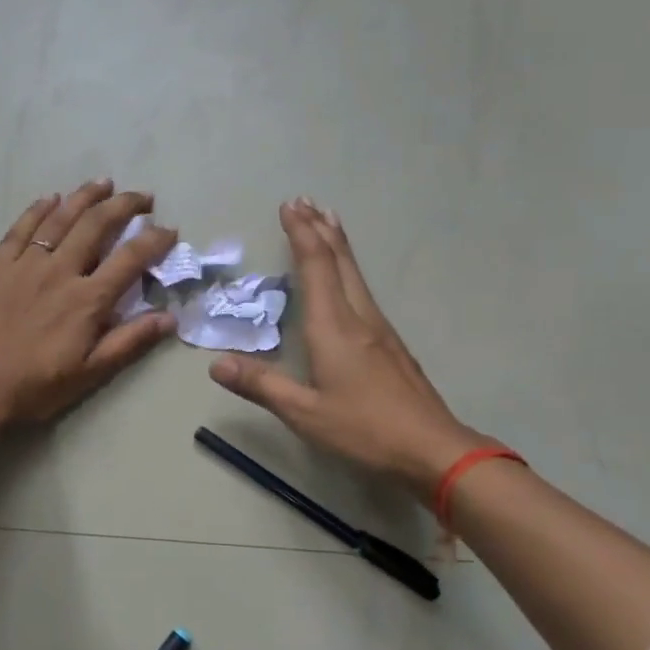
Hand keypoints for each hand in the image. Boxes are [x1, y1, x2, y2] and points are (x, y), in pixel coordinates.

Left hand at [0, 179, 178, 423]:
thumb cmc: (38, 385)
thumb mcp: (91, 372)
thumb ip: (130, 341)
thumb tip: (170, 318)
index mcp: (87, 299)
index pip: (130, 258)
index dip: (155, 240)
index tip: (170, 230)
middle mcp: (60, 271)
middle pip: (97, 225)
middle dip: (124, 205)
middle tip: (143, 198)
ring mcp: (27, 264)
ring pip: (60, 218)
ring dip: (85, 196)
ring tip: (104, 183)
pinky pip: (21, 228)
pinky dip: (38, 209)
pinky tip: (50, 198)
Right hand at [209, 198, 493, 497]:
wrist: (433, 449)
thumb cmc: (364, 429)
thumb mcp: (304, 413)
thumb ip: (260, 385)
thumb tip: (215, 364)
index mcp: (334, 327)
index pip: (315, 267)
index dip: (301, 234)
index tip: (289, 206)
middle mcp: (359, 317)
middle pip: (340, 261)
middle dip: (321, 228)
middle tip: (306, 201)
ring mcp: (380, 329)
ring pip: (355, 274)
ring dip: (337, 245)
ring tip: (327, 223)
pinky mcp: (391, 344)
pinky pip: (363, 291)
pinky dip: (348, 269)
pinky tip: (347, 280)